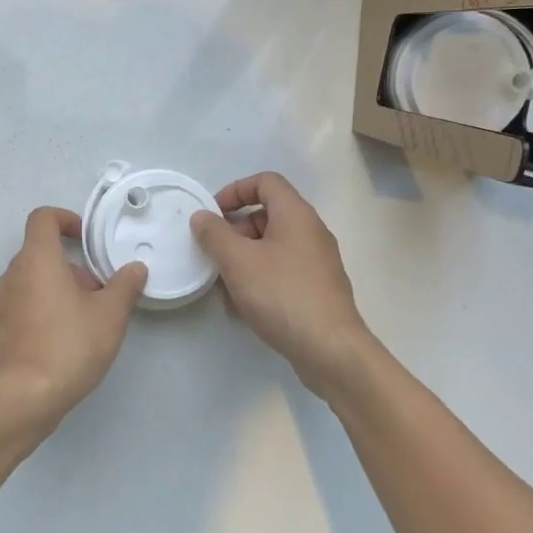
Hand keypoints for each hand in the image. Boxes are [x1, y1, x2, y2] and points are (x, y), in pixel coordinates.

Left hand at [0, 206, 147, 429]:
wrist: (24, 396)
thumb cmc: (68, 344)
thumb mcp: (110, 315)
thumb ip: (125, 286)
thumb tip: (135, 269)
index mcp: (37, 259)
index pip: (43, 218)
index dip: (65, 218)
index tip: (86, 238)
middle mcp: (14, 274)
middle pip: (41, 251)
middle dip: (72, 264)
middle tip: (98, 287)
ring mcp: (4, 302)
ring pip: (34, 279)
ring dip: (60, 287)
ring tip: (88, 315)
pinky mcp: (1, 328)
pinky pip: (26, 303)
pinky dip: (46, 307)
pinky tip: (68, 337)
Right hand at [190, 172, 376, 398]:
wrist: (330, 350)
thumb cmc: (282, 295)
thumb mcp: (238, 261)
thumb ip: (215, 234)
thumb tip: (202, 217)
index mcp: (296, 215)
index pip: (265, 182)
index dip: (235, 190)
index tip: (213, 215)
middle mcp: (311, 232)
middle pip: (267, 216)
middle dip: (235, 232)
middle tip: (214, 255)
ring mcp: (317, 263)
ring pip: (272, 248)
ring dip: (243, 260)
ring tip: (223, 287)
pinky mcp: (317, 290)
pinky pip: (282, 272)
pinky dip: (260, 280)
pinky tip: (243, 308)